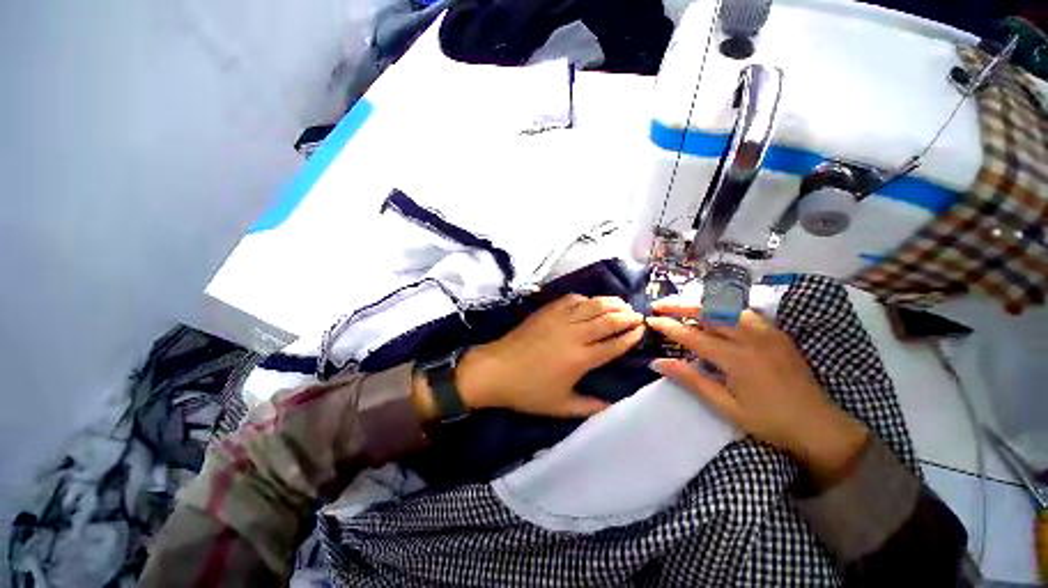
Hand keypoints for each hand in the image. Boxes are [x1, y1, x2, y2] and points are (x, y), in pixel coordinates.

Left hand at [414, 294, 644, 419]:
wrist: (496, 370)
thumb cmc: (528, 391)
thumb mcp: (561, 406)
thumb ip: (590, 407)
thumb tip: (613, 405)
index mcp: (580, 359)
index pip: (614, 343)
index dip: (631, 335)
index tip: (642, 329)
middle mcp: (574, 335)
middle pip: (608, 319)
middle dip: (626, 315)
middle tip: (637, 315)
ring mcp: (560, 319)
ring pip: (592, 305)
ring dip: (610, 302)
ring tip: (622, 304)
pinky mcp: (547, 311)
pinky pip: (572, 300)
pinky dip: (586, 299)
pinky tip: (590, 302)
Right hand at [646, 300, 868, 486]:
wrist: (821, 426)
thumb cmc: (769, 421)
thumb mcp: (725, 407)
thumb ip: (691, 380)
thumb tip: (657, 362)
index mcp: (736, 359)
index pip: (691, 335)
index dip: (668, 326)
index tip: (649, 319)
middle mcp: (750, 338)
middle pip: (708, 312)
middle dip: (679, 306)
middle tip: (659, 305)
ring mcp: (767, 332)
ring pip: (726, 307)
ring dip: (699, 305)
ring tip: (680, 307)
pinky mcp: (777, 333)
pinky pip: (743, 312)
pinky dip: (722, 308)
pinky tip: (714, 314)